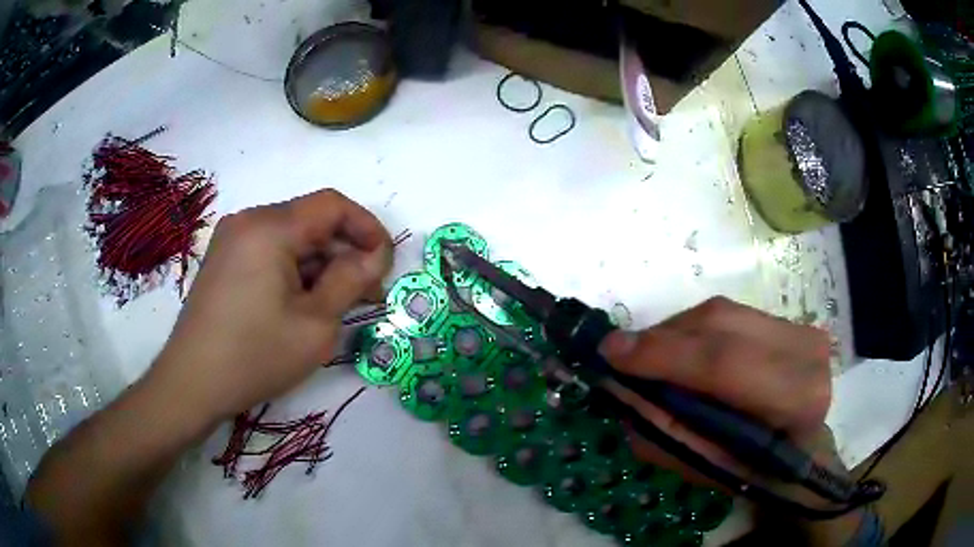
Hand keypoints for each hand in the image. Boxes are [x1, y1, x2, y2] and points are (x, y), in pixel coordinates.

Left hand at [148, 189, 391, 423]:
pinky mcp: (224, 261)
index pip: (333, 205)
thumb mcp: (316, 324)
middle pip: (311, 221)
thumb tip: (373, 257)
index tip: (385, 263)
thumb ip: (351, 281)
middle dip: (345, 252)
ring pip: (291, 239)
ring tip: (338, 304)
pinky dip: (294, 271)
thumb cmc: (255, 355)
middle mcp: (249, 221)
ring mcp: (232, 241)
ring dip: (320, 265)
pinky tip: (303, 304)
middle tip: (367, 293)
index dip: (367, 227)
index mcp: (270, 227)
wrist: (192, 383)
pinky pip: (270, 252)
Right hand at [600, 297, 834, 482]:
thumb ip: (663, 432)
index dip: (663, 355)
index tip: (611, 352)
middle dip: (662, 338)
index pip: (723, 364)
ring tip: (648, 355)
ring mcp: (800, 330)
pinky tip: (680, 349)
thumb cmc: (758, 473)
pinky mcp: (790, 322)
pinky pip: (730, 314)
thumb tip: (618, 389)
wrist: (806, 453)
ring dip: (675, 332)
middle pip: (720, 325)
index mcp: (793, 400)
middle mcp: (804, 353)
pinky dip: (696, 329)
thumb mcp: (706, 469)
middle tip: (620, 352)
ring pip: (722, 313)